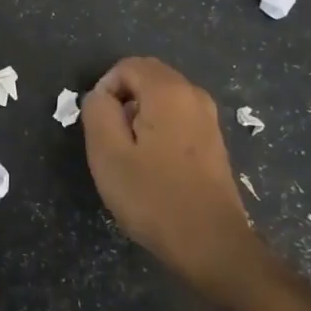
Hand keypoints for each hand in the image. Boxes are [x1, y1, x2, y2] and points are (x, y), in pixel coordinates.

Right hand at [81, 57, 272, 307]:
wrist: (211, 244)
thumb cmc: (154, 197)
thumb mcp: (108, 153)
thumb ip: (97, 112)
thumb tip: (100, 96)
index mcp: (168, 91)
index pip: (127, 66)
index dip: (105, 90)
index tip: (99, 128)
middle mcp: (193, 95)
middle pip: (147, 77)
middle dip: (122, 100)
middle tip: (112, 141)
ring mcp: (208, 118)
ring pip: (162, 98)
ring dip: (139, 116)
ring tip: (131, 156)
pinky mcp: (213, 140)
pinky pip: (177, 117)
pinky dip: (158, 129)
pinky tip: (154, 165)